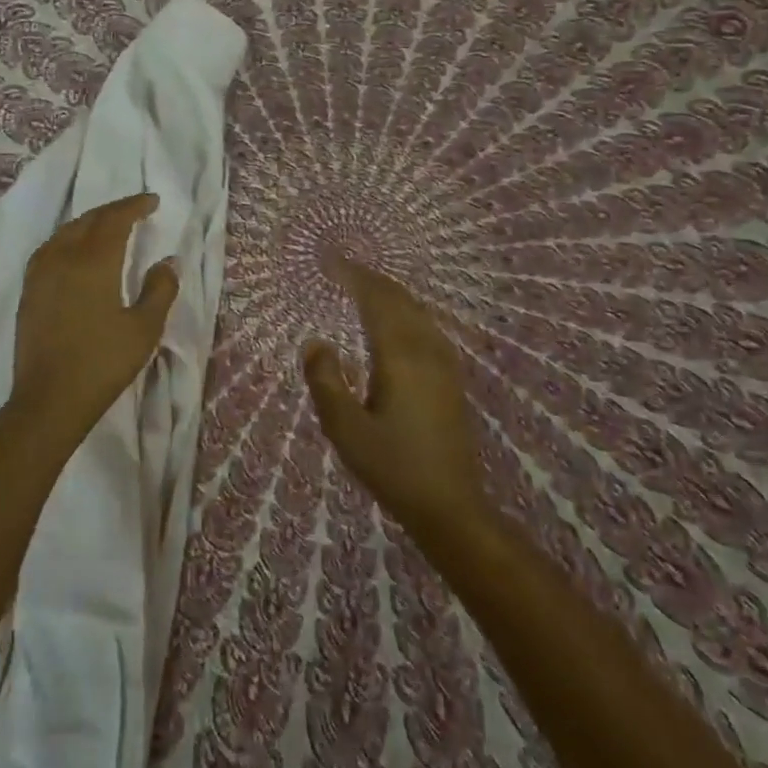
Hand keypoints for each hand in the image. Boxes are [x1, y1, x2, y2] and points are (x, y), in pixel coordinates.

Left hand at [13, 193, 177, 444]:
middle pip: (89, 220)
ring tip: (107, 226)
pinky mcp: (29, 291)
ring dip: (89, 222)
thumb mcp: (144, 329)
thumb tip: (168, 261)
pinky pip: (49, 248)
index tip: (153, 201)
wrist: (49, 399)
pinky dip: (67, 238)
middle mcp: (63, 258)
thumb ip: (160, 289)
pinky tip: (73, 250)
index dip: (134, 206)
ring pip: (66, 232)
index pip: (115, 220)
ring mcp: (40, 274)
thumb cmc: (102, 363)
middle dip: (114, 211)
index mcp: (94, 262)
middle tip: (135, 210)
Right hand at [304, 260, 490, 536]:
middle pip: (400, 300)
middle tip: (343, 267)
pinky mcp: (451, 378)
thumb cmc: (393, 468)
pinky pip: (427, 326)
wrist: (450, 506)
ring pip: (417, 311)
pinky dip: (407, 310)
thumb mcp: (346, 430)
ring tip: (365, 286)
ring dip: (391, 293)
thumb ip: (326, 382)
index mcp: (400, 357)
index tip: (332, 261)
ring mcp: (444, 363)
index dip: (354, 276)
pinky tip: (399, 320)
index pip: (377, 301)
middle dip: (371, 279)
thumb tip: (316, 342)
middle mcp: (426, 350)